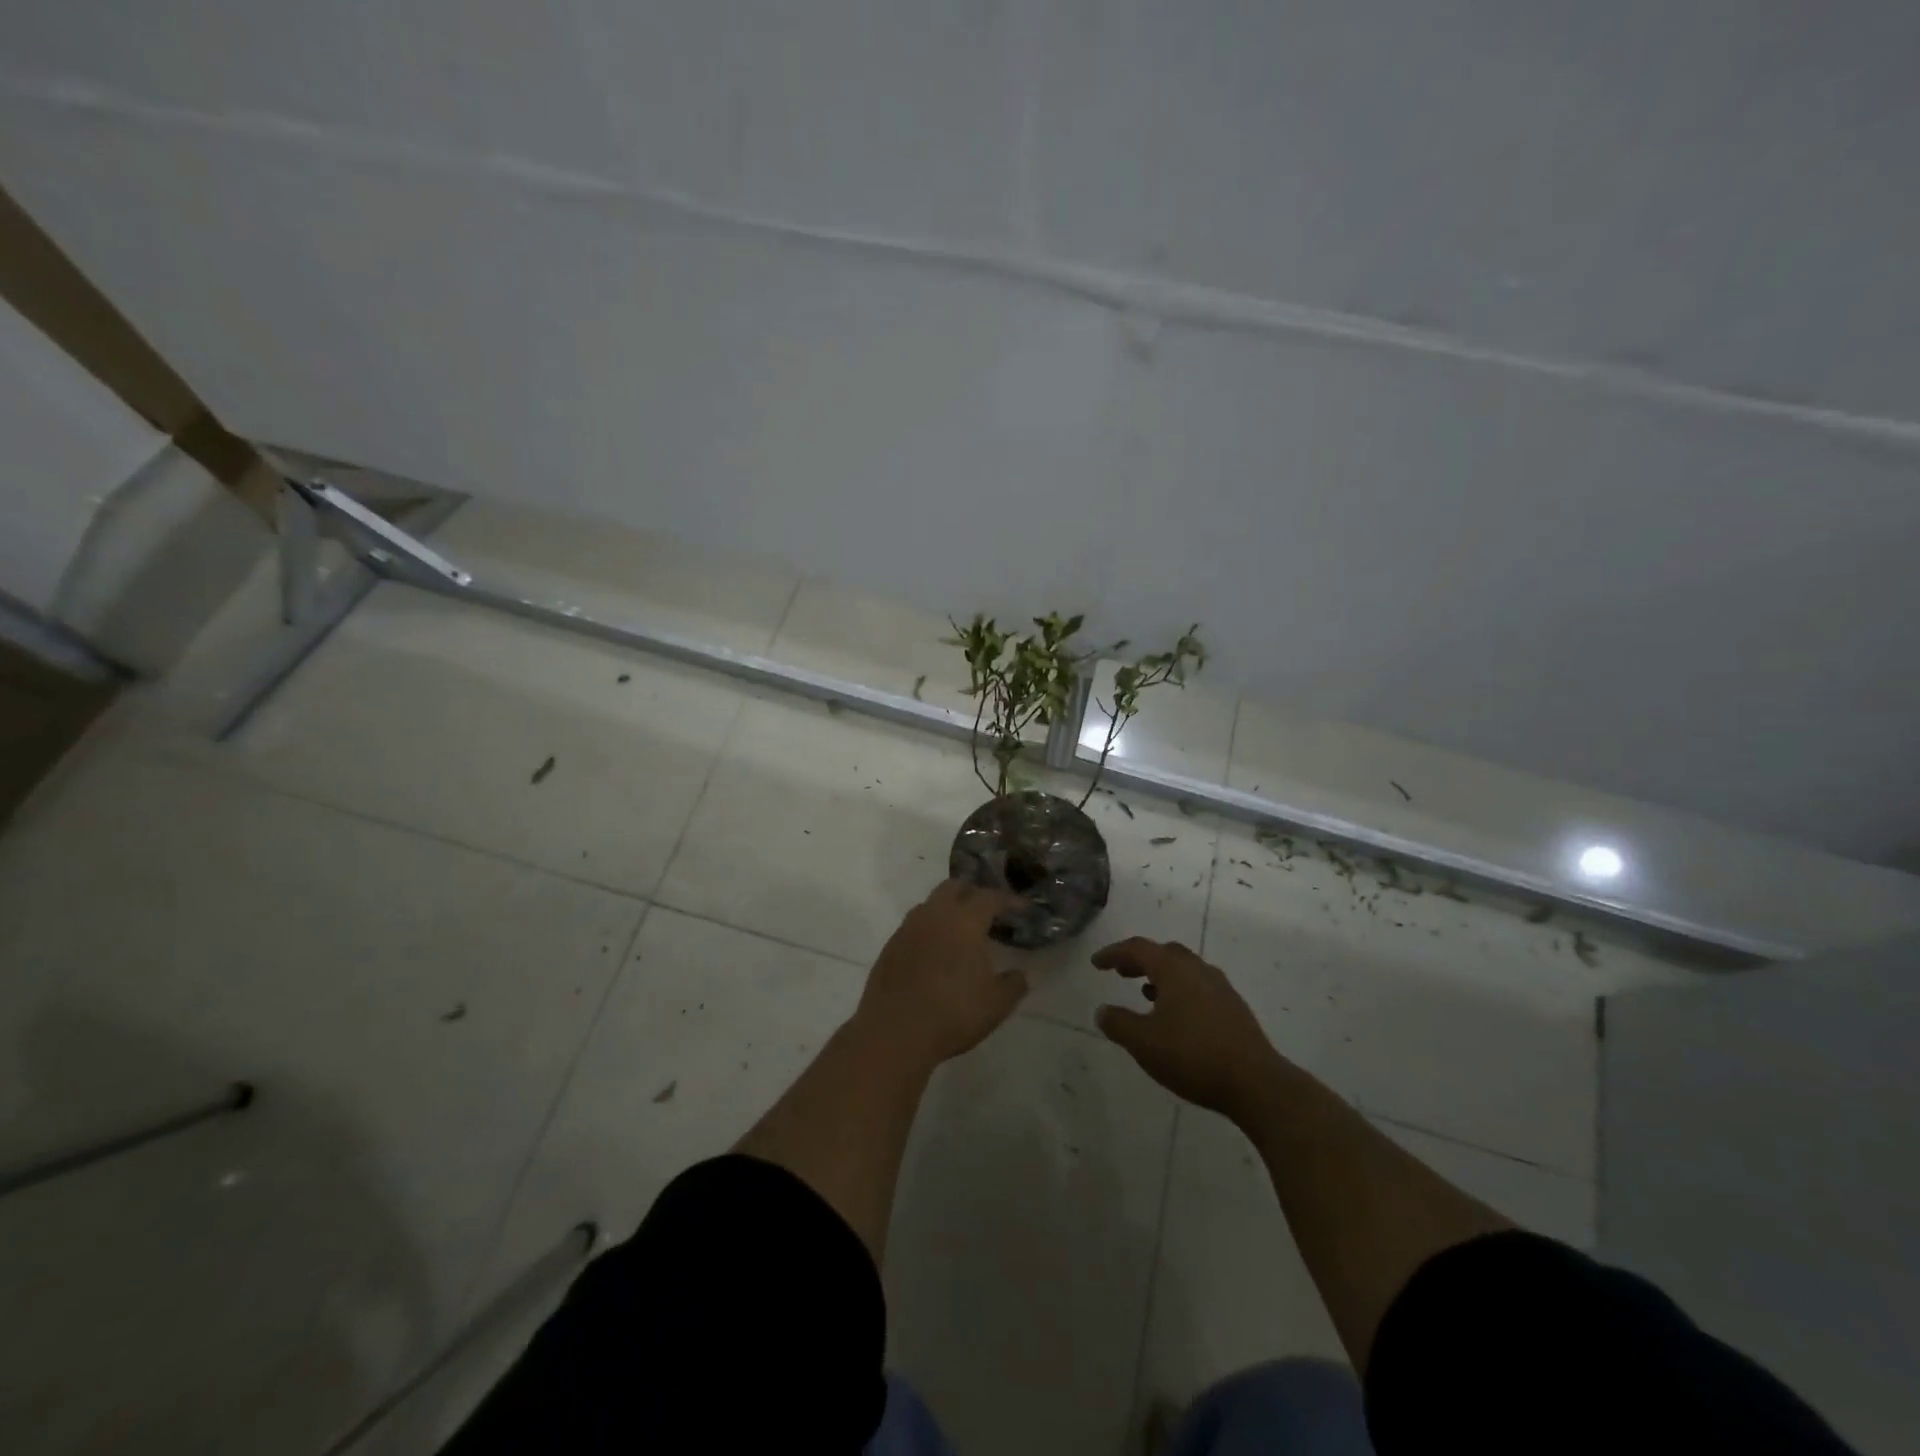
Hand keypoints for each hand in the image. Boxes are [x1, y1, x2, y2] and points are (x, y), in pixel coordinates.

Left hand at [854, 880, 1028, 1069]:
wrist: (894, 1033)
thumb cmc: (952, 1013)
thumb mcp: (996, 1003)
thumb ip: (1015, 983)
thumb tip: (1029, 973)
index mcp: (964, 920)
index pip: (991, 897)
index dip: (1010, 900)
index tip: (1024, 908)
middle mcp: (935, 914)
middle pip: (956, 887)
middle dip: (975, 894)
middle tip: (990, 914)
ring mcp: (908, 928)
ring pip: (932, 904)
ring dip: (949, 909)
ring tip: (963, 932)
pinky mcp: (890, 946)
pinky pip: (916, 925)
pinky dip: (931, 929)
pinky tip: (938, 952)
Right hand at [1093, 937, 1282, 1121]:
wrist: (1256, 1083)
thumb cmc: (1193, 1056)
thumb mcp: (1144, 1043)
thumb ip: (1119, 1024)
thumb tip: (1102, 1011)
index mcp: (1174, 969)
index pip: (1138, 948)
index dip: (1114, 953)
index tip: (1096, 963)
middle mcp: (1198, 970)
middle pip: (1164, 953)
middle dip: (1139, 960)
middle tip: (1121, 973)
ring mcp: (1220, 988)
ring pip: (1184, 969)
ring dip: (1161, 976)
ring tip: (1146, 993)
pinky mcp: (1234, 1009)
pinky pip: (1199, 987)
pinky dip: (1180, 991)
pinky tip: (1176, 1016)